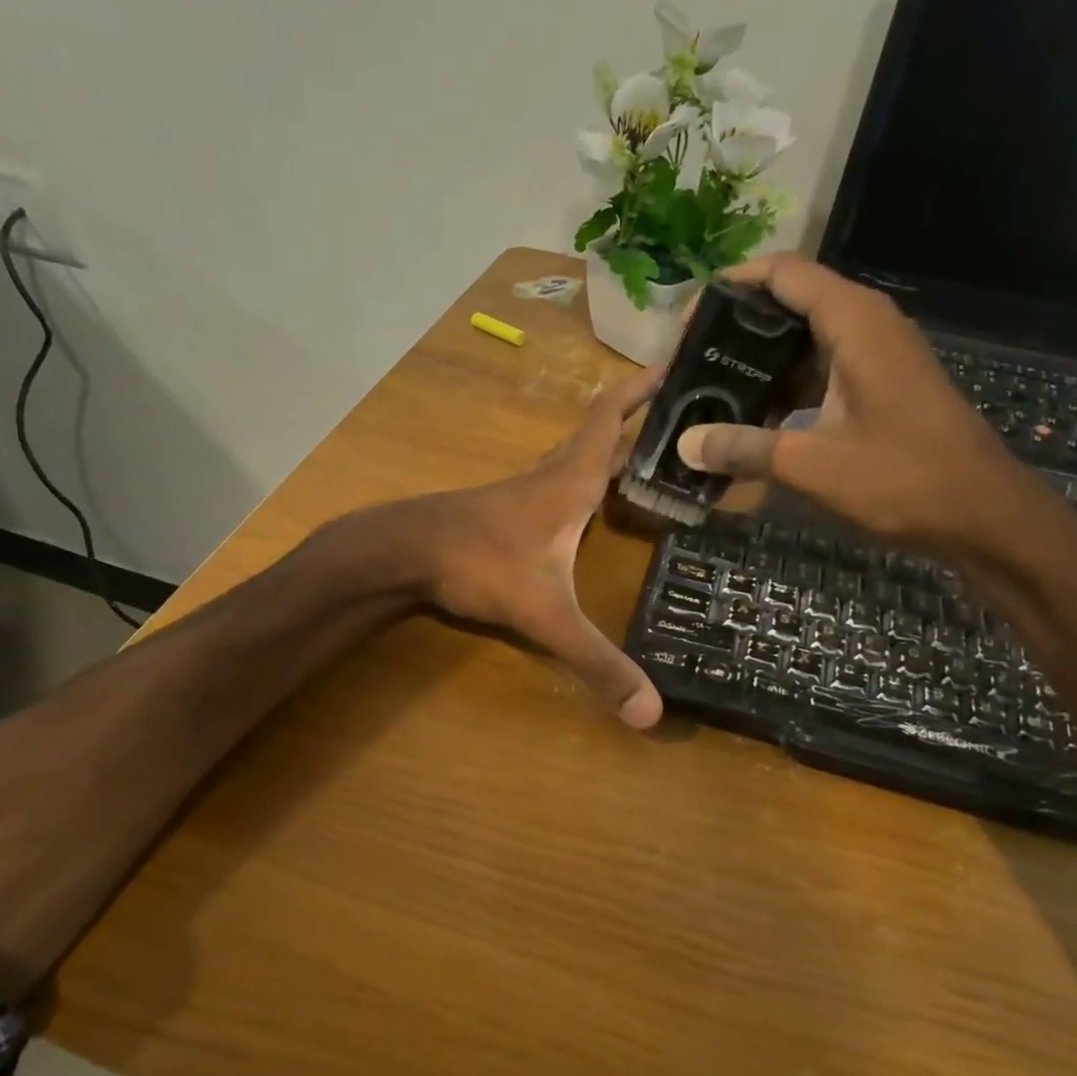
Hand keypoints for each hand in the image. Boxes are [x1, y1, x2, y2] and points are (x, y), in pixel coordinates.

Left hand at [395, 366, 666, 728]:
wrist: (402, 552)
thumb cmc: (479, 564)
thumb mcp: (546, 615)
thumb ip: (597, 661)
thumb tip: (651, 714)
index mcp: (570, 483)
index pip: (609, 419)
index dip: (640, 389)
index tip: (672, 361)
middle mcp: (548, 478)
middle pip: (595, 435)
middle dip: (634, 419)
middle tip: (674, 414)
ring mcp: (520, 493)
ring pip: (571, 459)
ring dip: (604, 450)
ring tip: (641, 456)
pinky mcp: (500, 513)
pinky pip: (550, 483)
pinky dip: (576, 479)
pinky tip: (579, 504)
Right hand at [676, 255, 1047, 556]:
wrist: (983, 514)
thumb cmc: (905, 479)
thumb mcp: (813, 465)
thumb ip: (745, 449)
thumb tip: (685, 444)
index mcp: (854, 322)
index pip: (782, 274)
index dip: (729, 287)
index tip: (687, 322)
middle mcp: (866, 326)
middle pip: (788, 304)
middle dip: (736, 331)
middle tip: (691, 365)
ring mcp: (876, 357)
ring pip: (803, 343)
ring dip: (758, 365)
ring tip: (711, 394)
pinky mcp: (879, 388)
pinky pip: (820, 373)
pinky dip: (784, 390)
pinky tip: (753, 424)